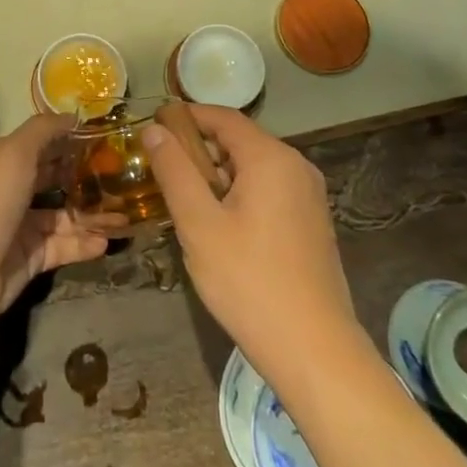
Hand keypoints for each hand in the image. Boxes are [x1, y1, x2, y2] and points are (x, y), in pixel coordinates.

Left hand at [0, 113, 120, 332]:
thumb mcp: (15, 153)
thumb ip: (44, 131)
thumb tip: (72, 116)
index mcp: (5, 160)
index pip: (43, 144)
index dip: (71, 140)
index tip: (108, 138)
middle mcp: (13, 189)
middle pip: (55, 179)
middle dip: (86, 177)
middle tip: (124, 176)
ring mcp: (22, 225)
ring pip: (64, 216)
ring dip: (93, 214)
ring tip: (126, 213)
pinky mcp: (31, 258)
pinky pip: (63, 247)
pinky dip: (84, 244)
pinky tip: (109, 241)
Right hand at [142, 106, 358, 382]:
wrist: (314, 350)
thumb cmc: (249, 282)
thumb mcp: (199, 224)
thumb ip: (174, 171)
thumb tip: (154, 129)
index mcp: (271, 158)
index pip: (223, 117)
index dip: (186, 116)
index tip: (152, 126)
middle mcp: (296, 167)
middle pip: (239, 141)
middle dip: (198, 150)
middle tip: (161, 172)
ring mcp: (308, 196)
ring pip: (252, 168)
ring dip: (216, 176)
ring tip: (182, 202)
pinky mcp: (311, 222)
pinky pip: (268, 191)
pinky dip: (238, 195)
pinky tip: (216, 226)